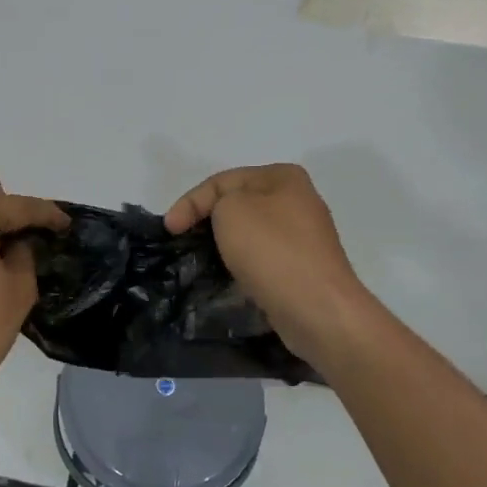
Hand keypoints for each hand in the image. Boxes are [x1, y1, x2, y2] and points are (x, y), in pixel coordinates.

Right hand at [164, 164, 376, 364]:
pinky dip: (241, 263)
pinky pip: (262, 258)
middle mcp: (298, 200)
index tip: (169, 229)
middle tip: (181, 241)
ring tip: (200, 260)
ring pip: (249, 233)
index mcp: (283, 177)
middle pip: (237, 204)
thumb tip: (226, 221)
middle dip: (207, 221)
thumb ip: (218, 202)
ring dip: (224, 244)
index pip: (222, 181)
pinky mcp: (303, 268)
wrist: (317, 309)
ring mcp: (304, 237)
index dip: (190, 201)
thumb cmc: (272, 250)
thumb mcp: (231, 209)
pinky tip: (228, 277)